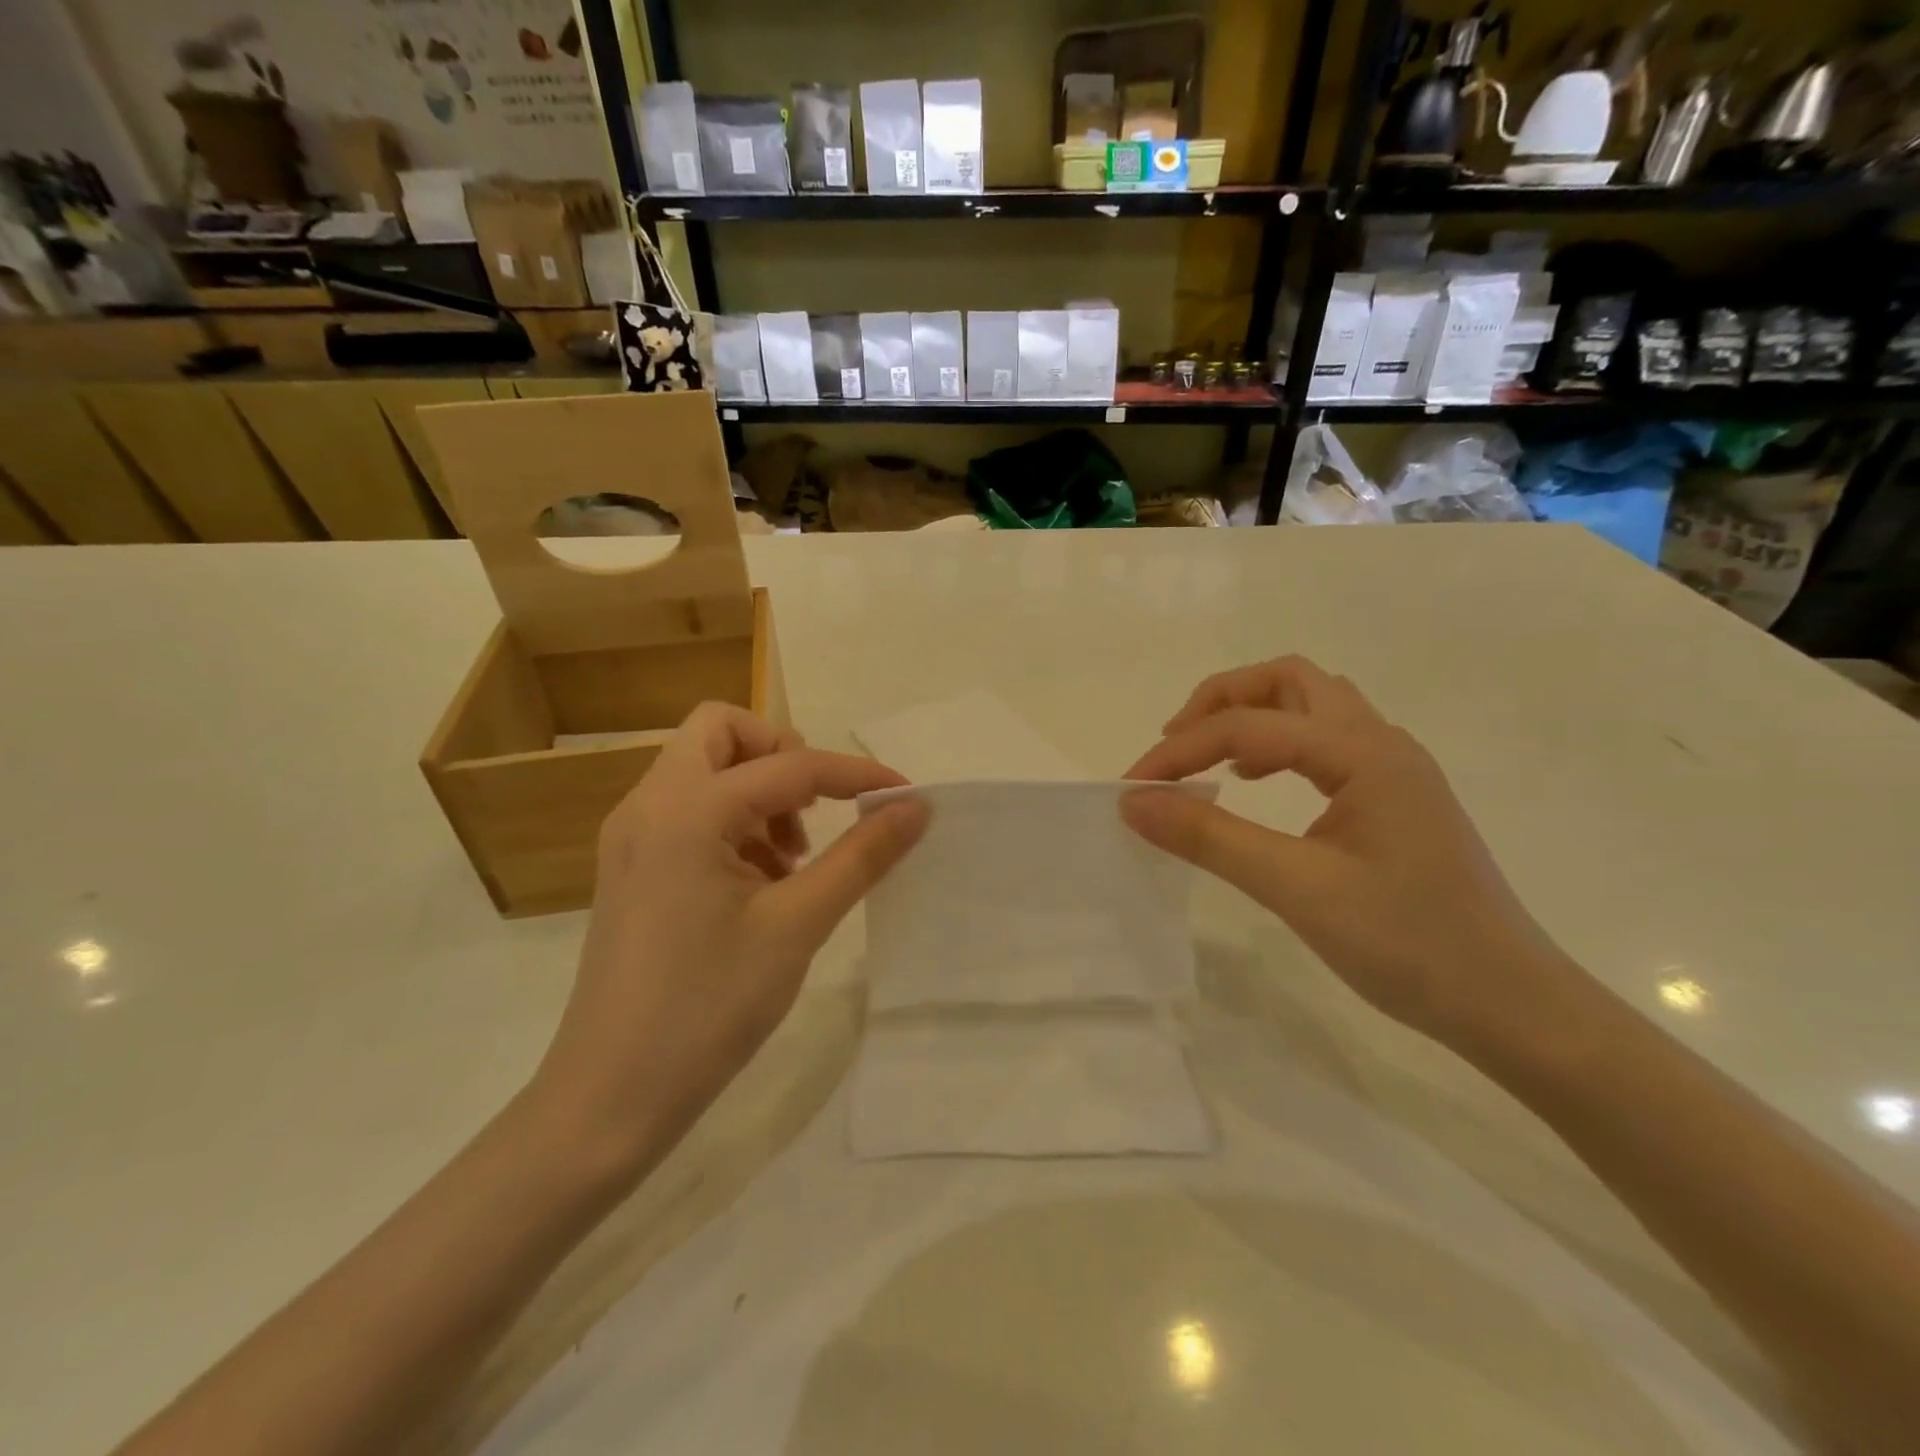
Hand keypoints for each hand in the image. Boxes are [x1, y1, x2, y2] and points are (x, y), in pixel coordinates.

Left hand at [532, 704, 928, 1170]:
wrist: (611, 1096)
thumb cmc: (709, 1006)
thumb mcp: (798, 924)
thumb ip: (861, 855)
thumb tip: (914, 807)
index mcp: (686, 809)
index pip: (789, 765)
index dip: (854, 775)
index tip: (903, 795)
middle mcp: (648, 804)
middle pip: (721, 732)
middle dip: (781, 756)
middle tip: (814, 813)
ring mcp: (632, 835)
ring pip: (702, 769)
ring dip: (757, 792)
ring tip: (791, 862)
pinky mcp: (630, 866)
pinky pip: (687, 810)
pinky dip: (731, 822)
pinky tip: (759, 885)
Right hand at [1122, 657, 1572, 1052]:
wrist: (1512, 1005)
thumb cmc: (1409, 945)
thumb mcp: (1297, 889)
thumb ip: (1210, 838)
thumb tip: (1134, 802)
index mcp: (1364, 753)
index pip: (1249, 727)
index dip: (1181, 751)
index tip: (1132, 789)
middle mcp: (1382, 743)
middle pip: (1289, 681)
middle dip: (1221, 700)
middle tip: (1174, 744)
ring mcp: (1393, 769)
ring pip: (1311, 705)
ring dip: (1251, 716)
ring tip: (1207, 759)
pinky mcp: (1392, 798)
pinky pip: (1324, 742)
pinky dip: (1276, 744)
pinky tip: (1255, 785)